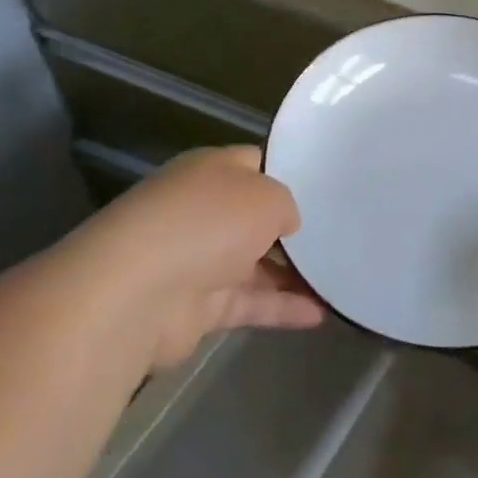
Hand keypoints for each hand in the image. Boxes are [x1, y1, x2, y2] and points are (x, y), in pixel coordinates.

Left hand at [69, 145, 322, 366]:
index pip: (254, 163)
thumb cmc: (207, 223)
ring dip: (293, 273)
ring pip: (255, 264)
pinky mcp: (197, 309)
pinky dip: (281, 309)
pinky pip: (250, 303)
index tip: (324, 185)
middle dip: (292, 227)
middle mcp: (202, 211)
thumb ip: (285, 206)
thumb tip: (285, 224)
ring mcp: (198, 261)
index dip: (288, 172)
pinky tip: (320, 314)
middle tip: (339, 232)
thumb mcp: (267, 195)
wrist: (138, 294)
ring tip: (339, 277)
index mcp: (211, 171)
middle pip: (255, 217)